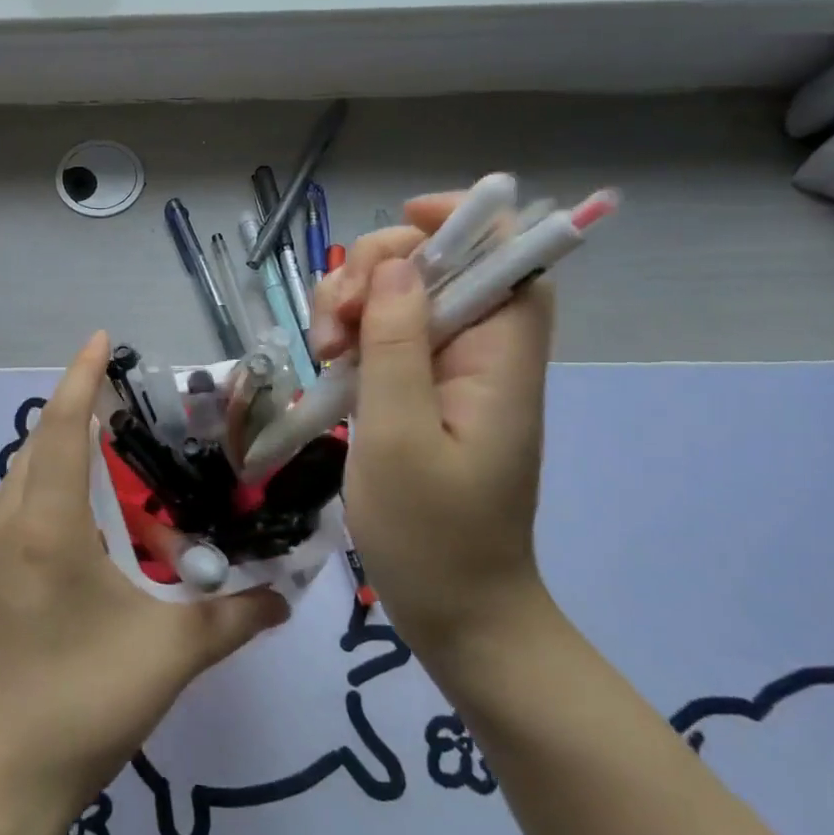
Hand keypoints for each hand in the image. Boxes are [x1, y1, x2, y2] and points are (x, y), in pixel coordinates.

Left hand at [0, 333, 288, 812]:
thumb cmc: (78, 705)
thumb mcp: (167, 658)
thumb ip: (232, 619)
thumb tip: (283, 598)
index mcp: (45, 527)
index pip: (62, 428)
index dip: (81, 378)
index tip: (99, 339)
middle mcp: (3, 529)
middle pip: (37, 448)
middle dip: (75, 418)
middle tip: (124, 417)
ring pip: (17, 485)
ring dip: (57, 465)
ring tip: (107, 476)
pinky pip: (8, 521)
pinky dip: (41, 505)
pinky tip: (77, 543)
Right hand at [312, 194, 554, 654]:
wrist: (458, 613)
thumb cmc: (432, 536)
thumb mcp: (399, 436)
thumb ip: (398, 345)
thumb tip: (399, 263)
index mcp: (499, 359)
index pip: (509, 255)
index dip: (465, 220)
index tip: (401, 222)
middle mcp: (481, 354)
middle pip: (438, 267)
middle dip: (378, 271)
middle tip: (338, 323)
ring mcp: (448, 374)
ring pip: (402, 298)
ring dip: (354, 305)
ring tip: (324, 352)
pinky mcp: (421, 394)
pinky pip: (386, 338)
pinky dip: (352, 336)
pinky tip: (327, 364)